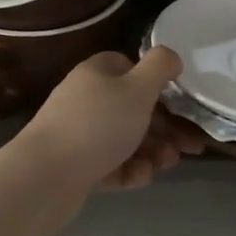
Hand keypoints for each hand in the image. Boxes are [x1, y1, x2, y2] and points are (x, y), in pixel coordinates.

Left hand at [17, 48, 206, 193]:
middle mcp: (86, 99)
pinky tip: (139, 177)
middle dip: (165, 128)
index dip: (157, 84)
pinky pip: (111, 164)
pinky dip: (129, 170)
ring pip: (126, 139)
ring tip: (166, 164)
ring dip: (152, 151)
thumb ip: (159, 67)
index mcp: (97, 73)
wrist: (45, 176)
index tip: (180, 102)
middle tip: (190, 146)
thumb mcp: (138, 88)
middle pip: (134, 108)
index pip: (131, 68)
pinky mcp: (76, 165)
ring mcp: (79, 133)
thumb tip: (171, 57)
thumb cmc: (98, 125)